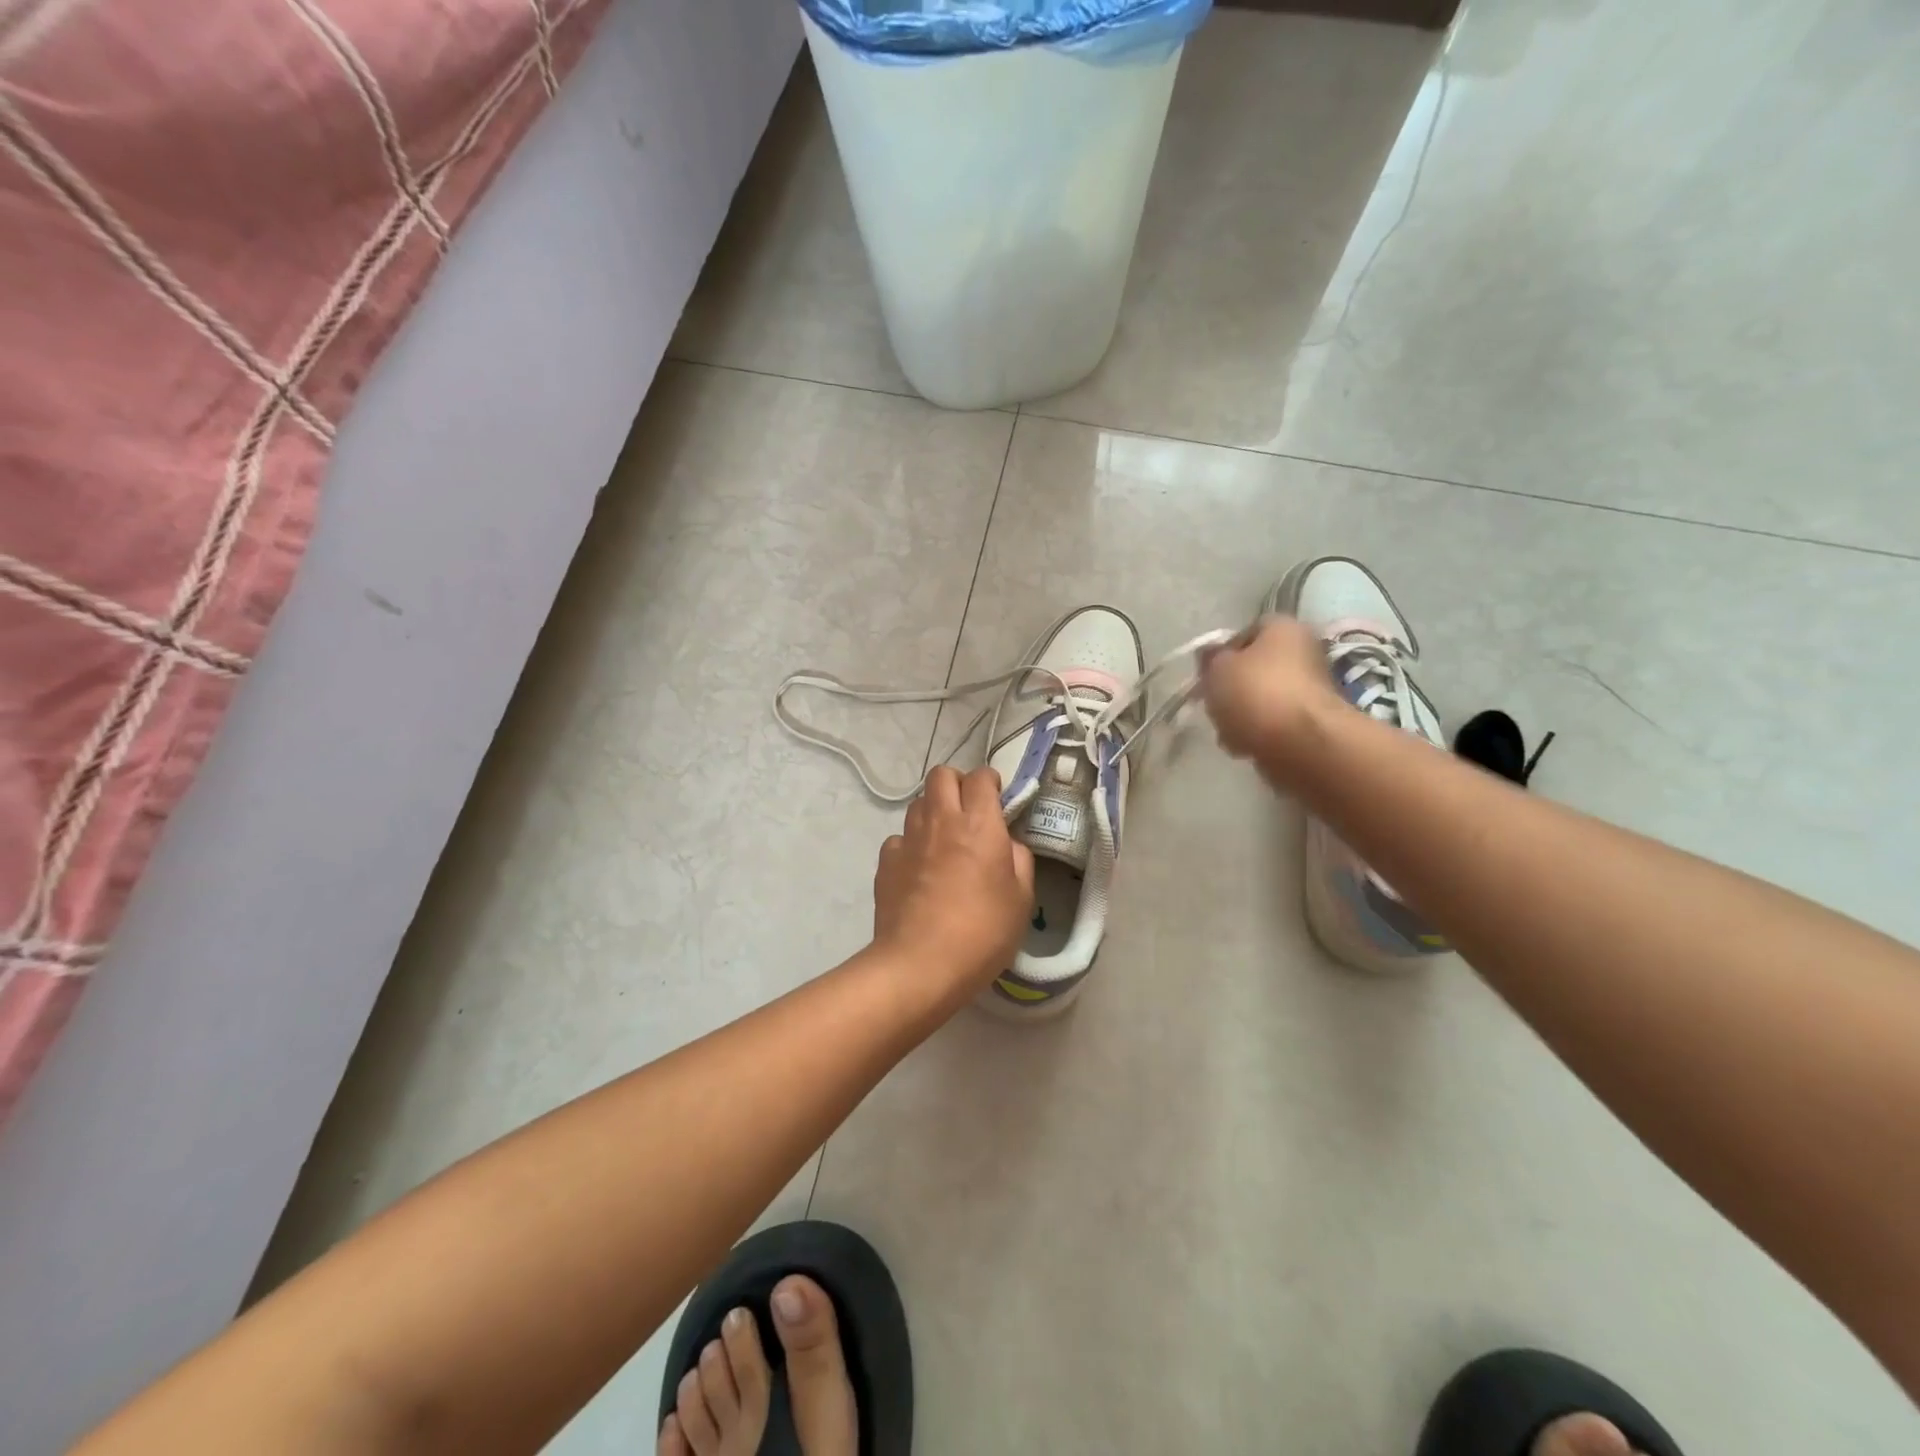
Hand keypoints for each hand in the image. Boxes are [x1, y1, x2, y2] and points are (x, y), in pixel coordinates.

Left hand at [873, 765, 1034, 997]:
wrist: (920, 965)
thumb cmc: (982, 933)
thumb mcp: (1022, 899)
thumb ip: (1019, 859)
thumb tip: (1007, 844)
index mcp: (979, 824)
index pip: (981, 777)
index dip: (990, 783)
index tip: (998, 802)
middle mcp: (941, 821)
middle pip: (942, 775)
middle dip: (957, 784)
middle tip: (969, 812)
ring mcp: (908, 839)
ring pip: (918, 803)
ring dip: (933, 811)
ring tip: (944, 841)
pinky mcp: (886, 861)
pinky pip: (899, 838)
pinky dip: (911, 845)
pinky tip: (920, 871)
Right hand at [1199, 615, 1339, 778]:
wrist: (1300, 744)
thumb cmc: (1255, 693)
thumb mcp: (1217, 669)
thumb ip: (1210, 659)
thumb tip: (1210, 655)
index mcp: (1284, 628)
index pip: (1246, 632)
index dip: (1222, 652)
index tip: (1206, 674)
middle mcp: (1305, 652)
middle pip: (1255, 668)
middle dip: (1231, 688)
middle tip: (1214, 704)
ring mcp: (1311, 689)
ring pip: (1262, 699)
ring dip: (1241, 714)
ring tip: (1226, 731)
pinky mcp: (1311, 723)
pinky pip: (1273, 724)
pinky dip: (1257, 734)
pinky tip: (1243, 746)